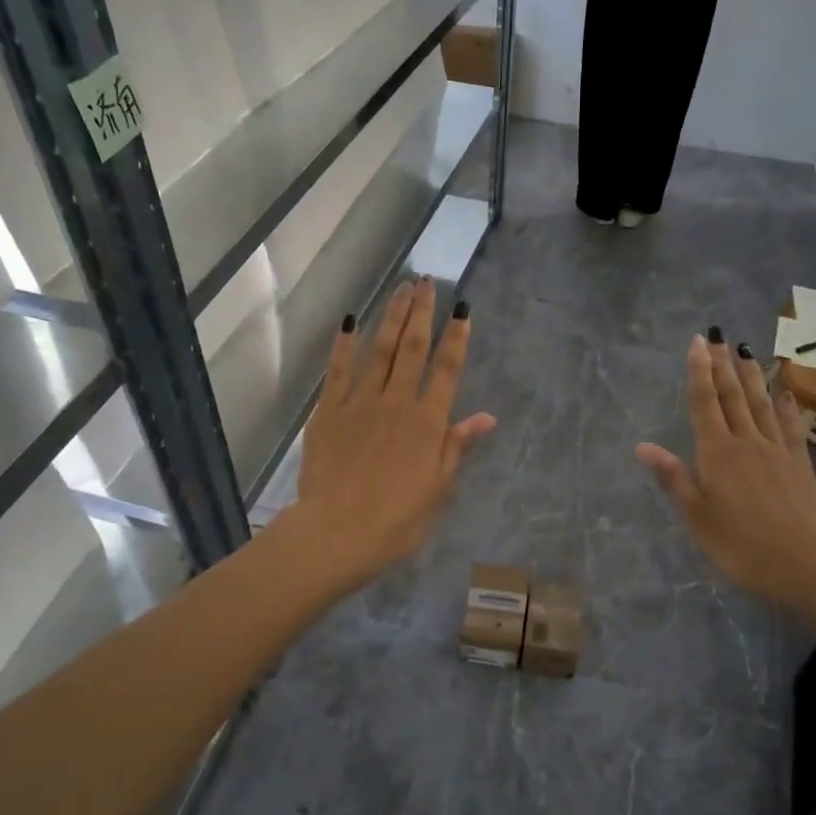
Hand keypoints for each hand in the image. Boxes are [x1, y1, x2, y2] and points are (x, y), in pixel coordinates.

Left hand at [290, 280, 496, 593]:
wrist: (337, 533)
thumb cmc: (396, 520)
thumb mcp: (437, 488)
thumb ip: (457, 446)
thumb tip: (487, 417)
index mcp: (427, 422)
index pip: (447, 370)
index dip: (457, 337)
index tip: (462, 308)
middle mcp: (396, 402)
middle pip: (412, 349)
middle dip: (422, 313)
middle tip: (427, 281)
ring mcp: (359, 402)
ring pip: (379, 350)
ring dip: (392, 317)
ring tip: (401, 289)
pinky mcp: (328, 411)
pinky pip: (338, 370)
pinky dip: (344, 344)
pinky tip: (350, 321)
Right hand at [636, 334, 815, 609]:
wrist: (804, 564)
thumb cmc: (740, 545)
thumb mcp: (697, 516)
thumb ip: (673, 477)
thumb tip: (642, 446)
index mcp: (717, 453)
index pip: (703, 403)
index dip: (698, 371)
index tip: (698, 342)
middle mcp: (747, 442)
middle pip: (732, 396)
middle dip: (722, 365)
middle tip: (719, 337)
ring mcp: (777, 450)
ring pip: (761, 404)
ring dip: (752, 376)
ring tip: (745, 351)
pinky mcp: (800, 464)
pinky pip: (791, 426)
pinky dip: (786, 406)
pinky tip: (785, 392)